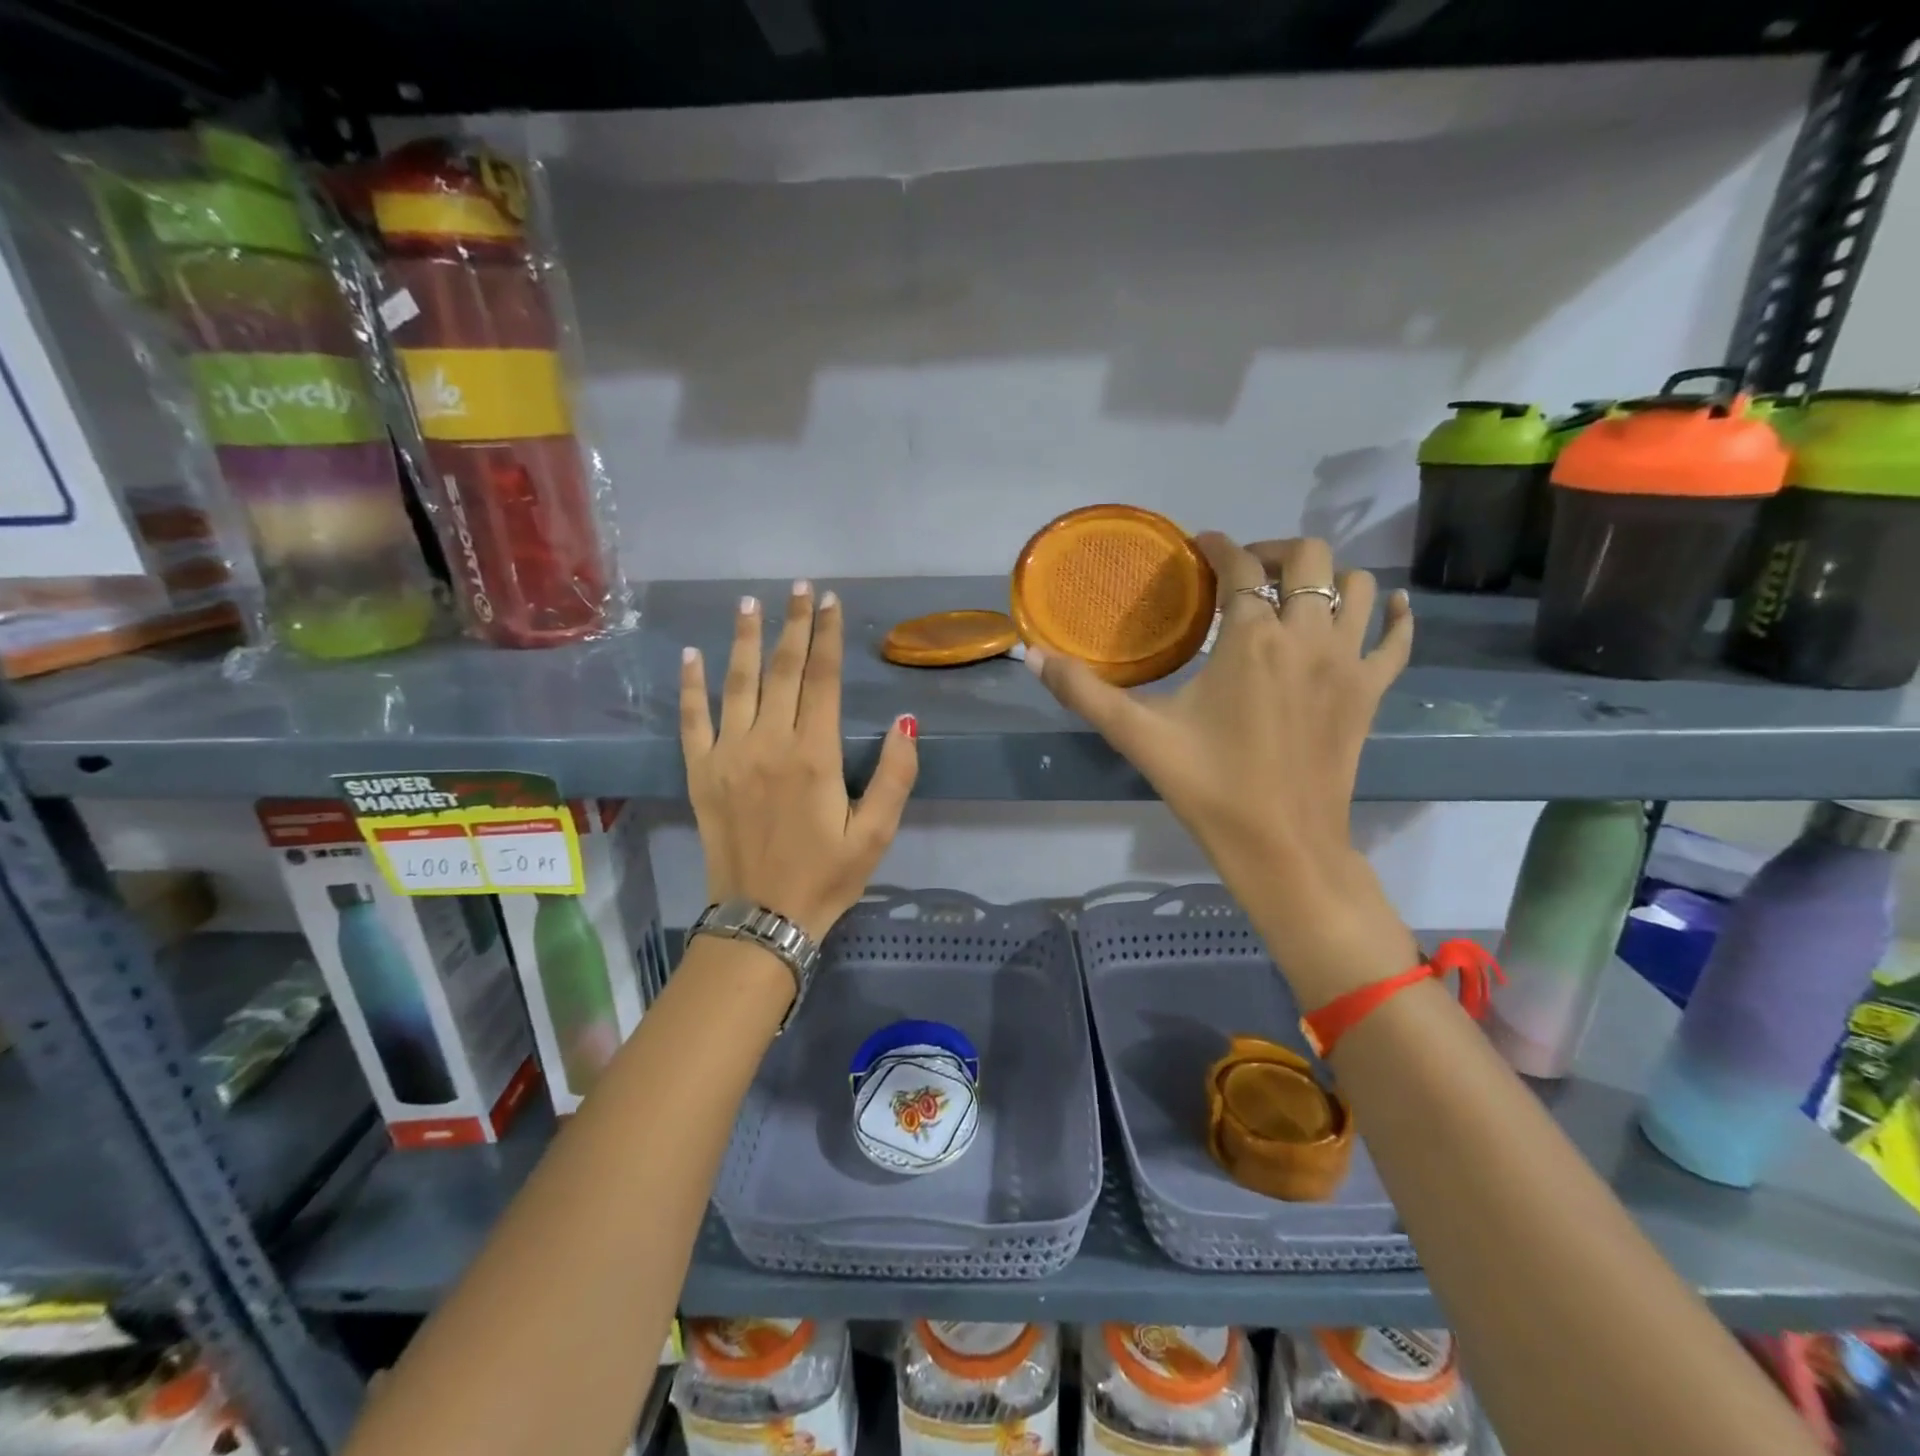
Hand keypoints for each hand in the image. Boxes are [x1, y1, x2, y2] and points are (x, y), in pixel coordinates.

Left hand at [681, 582, 917, 942]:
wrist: (761, 919)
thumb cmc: (826, 877)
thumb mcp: (876, 834)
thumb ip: (896, 777)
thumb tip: (905, 723)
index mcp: (814, 755)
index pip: (822, 679)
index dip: (827, 636)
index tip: (831, 602)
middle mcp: (769, 743)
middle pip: (782, 671)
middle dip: (793, 625)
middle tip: (800, 589)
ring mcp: (728, 754)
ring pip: (737, 683)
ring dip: (746, 640)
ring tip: (750, 603)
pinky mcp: (700, 772)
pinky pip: (693, 719)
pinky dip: (691, 685)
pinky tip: (691, 655)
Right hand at [1027, 535, 1417, 1006]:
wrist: (1281, 847)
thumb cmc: (1208, 787)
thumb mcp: (1138, 736)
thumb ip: (1084, 692)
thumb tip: (1031, 656)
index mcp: (1250, 639)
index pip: (1239, 566)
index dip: (1218, 546)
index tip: (1200, 546)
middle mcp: (1306, 635)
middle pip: (1309, 558)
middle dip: (1275, 551)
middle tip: (1246, 571)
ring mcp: (1347, 663)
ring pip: (1358, 586)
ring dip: (1327, 577)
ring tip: (1296, 593)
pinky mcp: (1371, 692)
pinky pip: (1397, 638)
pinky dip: (1394, 614)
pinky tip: (1385, 607)